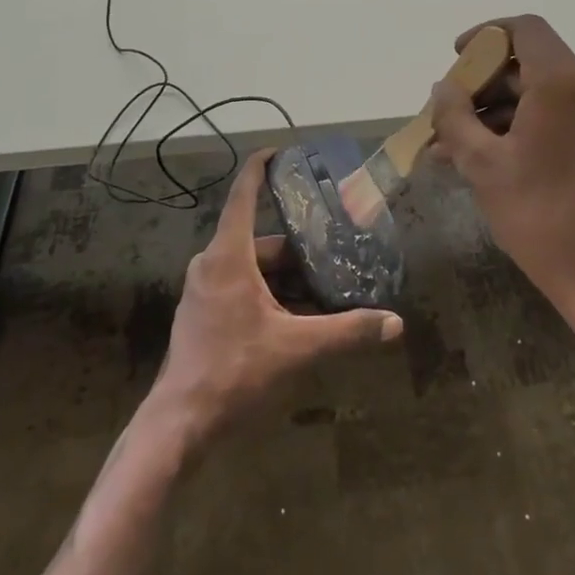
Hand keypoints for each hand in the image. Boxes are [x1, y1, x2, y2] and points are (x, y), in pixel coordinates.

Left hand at [150, 150, 402, 446]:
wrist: (180, 423)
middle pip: (260, 240)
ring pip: (251, 267)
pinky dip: (268, 292)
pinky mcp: (202, 313)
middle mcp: (211, 264)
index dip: (260, 168)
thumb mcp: (297, 348)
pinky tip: (296, 316)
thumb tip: (394, 323)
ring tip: (323, 288)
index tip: (281, 151)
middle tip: (333, 249)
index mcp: (228, 256)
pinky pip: (239, 286)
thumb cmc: (235, 372)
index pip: (244, 195)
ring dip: (284, 276)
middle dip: (297, 247)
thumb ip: (347, 332)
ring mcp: (203, 289)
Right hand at [429, 15, 574, 349]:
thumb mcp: (483, 166)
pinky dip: (521, 127)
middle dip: (482, 85)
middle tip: (445, 115)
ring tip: (451, 147)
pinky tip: (484, 158)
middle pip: (528, 63)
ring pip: (539, 93)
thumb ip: (455, 117)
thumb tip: (442, 89)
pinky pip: (556, 116)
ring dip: (496, 112)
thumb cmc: (542, 217)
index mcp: (564, 81)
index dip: (485, 35)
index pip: (523, 29)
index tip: (456, 59)